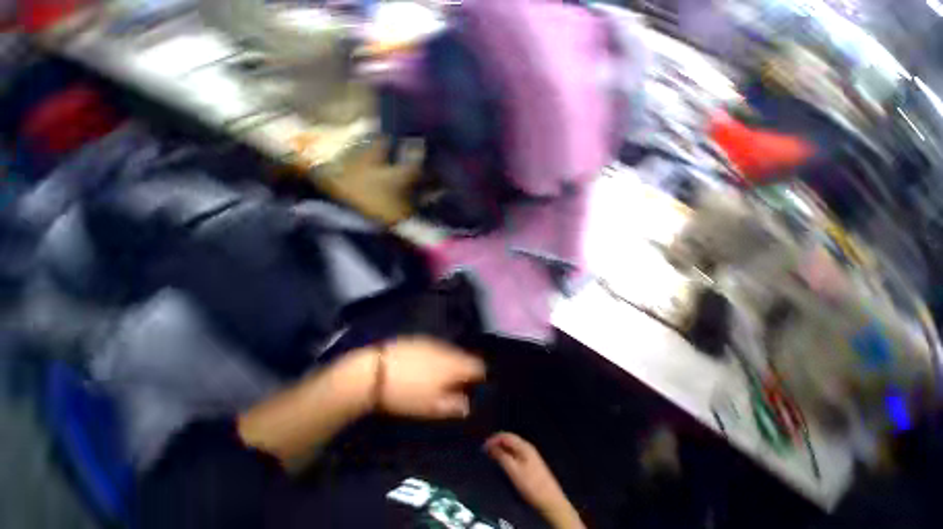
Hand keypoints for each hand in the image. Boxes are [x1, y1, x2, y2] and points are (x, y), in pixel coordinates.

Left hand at [378, 336, 485, 418]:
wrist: (373, 372)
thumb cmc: (405, 394)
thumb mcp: (430, 407)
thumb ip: (453, 405)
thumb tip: (468, 405)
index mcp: (453, 365)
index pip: (478, 366)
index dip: (479, 377)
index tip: (473, 387)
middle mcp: (446, 349)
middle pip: (464, 357)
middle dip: (463, 369)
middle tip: (454, 385)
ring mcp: (432, 342)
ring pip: (450, 351)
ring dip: (449, 362)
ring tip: (437, 376)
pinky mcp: (418, 339)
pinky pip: (435, 347)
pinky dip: (436, 356)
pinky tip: (423, 366)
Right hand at [485, 433, 583, 528]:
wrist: (550, 501)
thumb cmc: (531, 485)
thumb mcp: (514, 471)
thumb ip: (502, 457)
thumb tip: (491, 446)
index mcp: (523, 446)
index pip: (505, 435)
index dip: (493, 439)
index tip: (483, 447)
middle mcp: (527, 447)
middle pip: (509, 439)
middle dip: (496, 443)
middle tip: (486, 451)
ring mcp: (530, 455)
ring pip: (512, 446)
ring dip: (501, 448)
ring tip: (492, 456)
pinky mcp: (531, 463)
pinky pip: (515, 453)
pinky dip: (507, 454)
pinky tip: (503, 461)